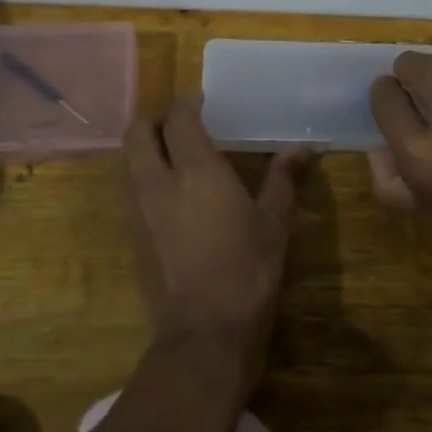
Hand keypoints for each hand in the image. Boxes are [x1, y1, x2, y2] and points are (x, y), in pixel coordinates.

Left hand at [122, 99, 309, 399]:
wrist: (205, 331)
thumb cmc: (248, 271)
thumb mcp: (274, 224)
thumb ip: (283, 180)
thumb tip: (303, 147)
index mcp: (196, 171)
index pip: (179, 119)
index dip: (187, 103)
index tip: (202, 100)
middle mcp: (158, 182)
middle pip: (137, 132)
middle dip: (154, 118)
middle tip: (179, 122)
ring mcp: (139, 211)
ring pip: (128, 161)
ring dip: (145, 148)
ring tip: (173, 154)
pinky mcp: (133, 237)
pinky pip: (131, 191)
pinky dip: (144, 177)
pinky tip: (170, 195)